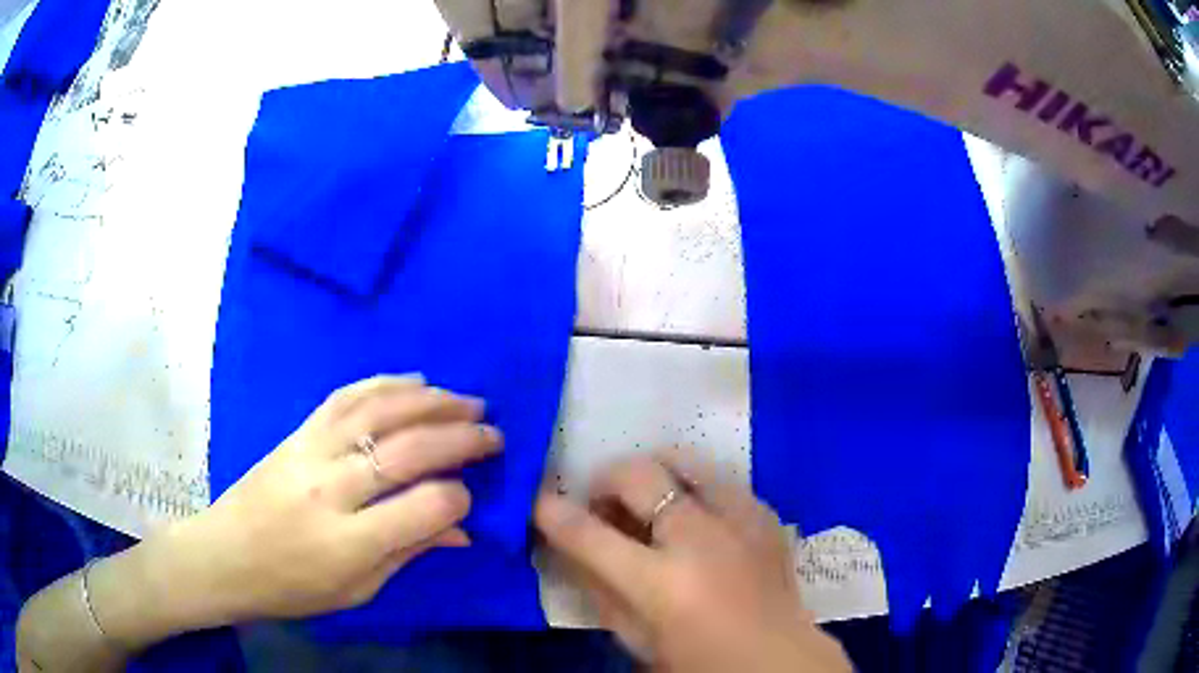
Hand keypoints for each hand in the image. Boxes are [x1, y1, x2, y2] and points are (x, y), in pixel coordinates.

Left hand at [157, 375, 501, 622]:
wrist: (224, 554)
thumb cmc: (292, 587)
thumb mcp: (357, 590)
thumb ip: (409, 552)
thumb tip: (462, 527)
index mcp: (348, 542)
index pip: (424, 507)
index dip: (459, 498)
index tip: (473, 496)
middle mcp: (331, 488)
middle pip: (407, 449)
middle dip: (460, 438)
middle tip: (493, 433)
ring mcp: (310, 451)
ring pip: (380, 411)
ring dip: (431, 401)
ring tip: (467, 400)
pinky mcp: (297, 431)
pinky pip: (346, 396)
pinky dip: (385, 384)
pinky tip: (413, 381)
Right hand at [535, 452, 850, 672]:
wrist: (778, 660)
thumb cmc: (698, 660)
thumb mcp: (634, 637)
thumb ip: (597, 586)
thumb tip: (569, 544)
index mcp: (661, 583)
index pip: (588, 534)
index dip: (552, 512)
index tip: (538, 500)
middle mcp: (700, 539)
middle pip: (637, 475)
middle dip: (605, 480)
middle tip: (602, 506)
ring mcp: (740, 519)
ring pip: (683, 460)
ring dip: (653, 476)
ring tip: (650, 503)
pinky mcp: (765, 514)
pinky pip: (720, 480)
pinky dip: (695, 488)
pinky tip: (696, 518)